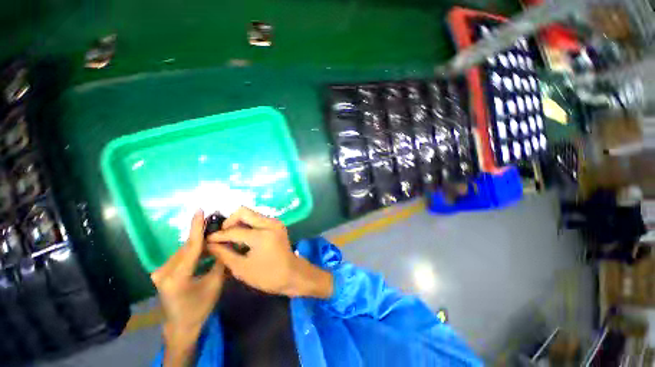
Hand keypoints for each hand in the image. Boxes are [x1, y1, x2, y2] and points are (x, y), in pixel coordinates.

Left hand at [151, 209, 224, 365]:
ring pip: (184, 251)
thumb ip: (219, 262)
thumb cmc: (199, 308)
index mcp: (176, 277)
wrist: (181, 326)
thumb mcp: (215, 284)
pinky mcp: (161, 273)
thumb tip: (226, 243)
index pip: (190, 246)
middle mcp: (163, 272)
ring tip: (214, 238)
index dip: (196, 227)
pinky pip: (181, 257)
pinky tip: (204, 250)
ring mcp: (160, 272)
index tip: (199, 210)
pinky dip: (194, 252)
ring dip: (199, 245)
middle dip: (203, 237)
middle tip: (218, 226)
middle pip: (188, 248)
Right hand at [207, 207, 332, 298]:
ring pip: (251, 214)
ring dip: (239, 223)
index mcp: (262, 235)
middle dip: (229, 221)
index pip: (234, 230)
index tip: (207, 239)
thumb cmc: (267, 276)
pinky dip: (248, 225)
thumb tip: (210, 244)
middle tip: (222, 235)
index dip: (219, 235)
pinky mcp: (277, 224)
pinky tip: (243, 237)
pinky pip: (258, 219)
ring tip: (231, 237)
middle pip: (244, 212)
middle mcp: (270, 223)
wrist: (292, 273)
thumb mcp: (242, 269)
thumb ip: (224, 254)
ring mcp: (275, 222)